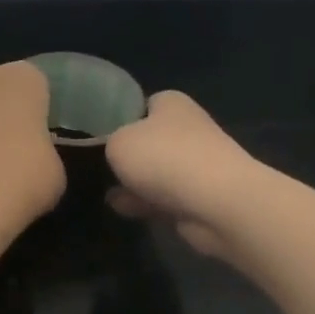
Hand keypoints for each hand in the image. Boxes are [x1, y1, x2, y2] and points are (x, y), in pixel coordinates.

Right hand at [105, 91, 260, 261]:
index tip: (98, 136)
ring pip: (156, 171)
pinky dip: (146, 202)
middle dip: (128, 155)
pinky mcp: (200, 196)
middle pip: (148, 140)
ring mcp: (196, 163)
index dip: (119, 118)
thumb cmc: (164, 158)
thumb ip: (109, 143)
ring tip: (106, 192)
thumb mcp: (117, 142)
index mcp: (171, 103)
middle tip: (99, 167)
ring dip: (135, 182)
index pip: (141, 104)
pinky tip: (123, 210)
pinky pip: (164, 197)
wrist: (216, 202)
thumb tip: (116, 151)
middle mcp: (187, 128)